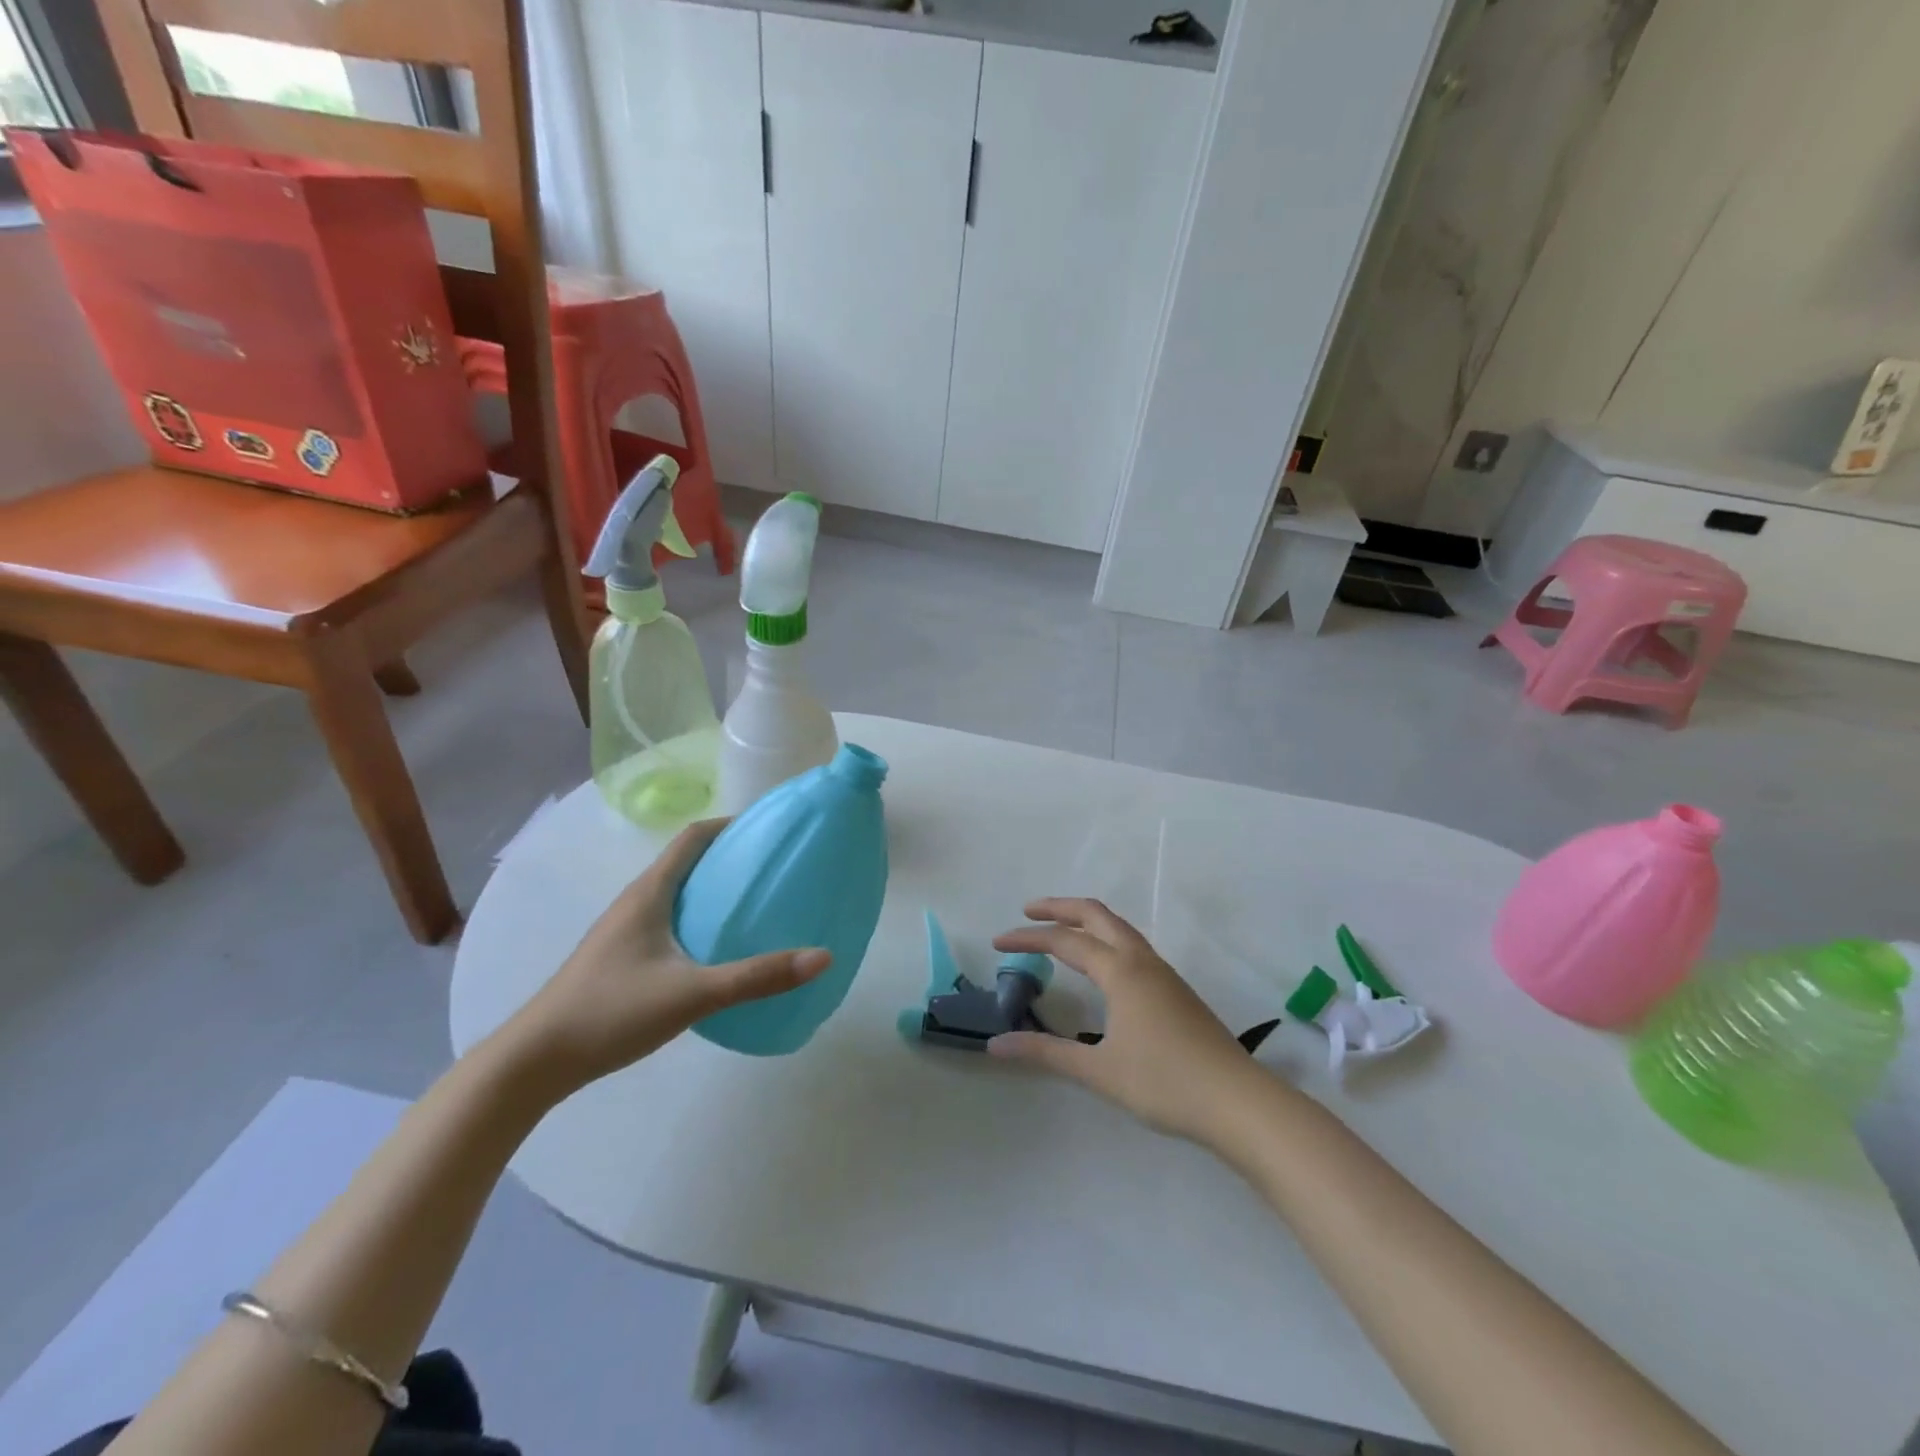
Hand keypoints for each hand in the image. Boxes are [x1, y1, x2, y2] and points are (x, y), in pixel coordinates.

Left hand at [501, 819, 829, 1095]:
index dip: (730, 824)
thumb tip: (822, 957)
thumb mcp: (693, 992)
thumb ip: (757, 977)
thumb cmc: (612, 1011)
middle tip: (774, 868)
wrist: (536, 1061)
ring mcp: (625, 930)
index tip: (769, 829)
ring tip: (756, 904)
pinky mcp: (622, 957)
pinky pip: (670, 921)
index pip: (693, 837)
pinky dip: (700, 919)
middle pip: (688, 862)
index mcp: (650, 892)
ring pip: (678, 893)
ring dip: (714, 890)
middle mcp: (636, 901)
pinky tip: (719, 949)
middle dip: (730, 858)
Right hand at [989, 898, 1266, 1144]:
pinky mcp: (1175, 989)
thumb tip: (996, 1045)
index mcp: (1120, 971)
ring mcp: (1163, 972)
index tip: (997, 941)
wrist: (1238, 1101)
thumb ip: (1045, 1054)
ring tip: (1060, 931)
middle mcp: (1141, 960)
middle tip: (1028, 913)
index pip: (1064, 941)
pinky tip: (1101, 965)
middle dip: (1059, 908)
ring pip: (1118, 927)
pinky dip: (1105, 938)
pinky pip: (1132, 945)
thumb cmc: (1164, 1083)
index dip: (1027, 938)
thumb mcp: (1098, 1071)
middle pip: (1096, 915)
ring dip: (1085, 920)